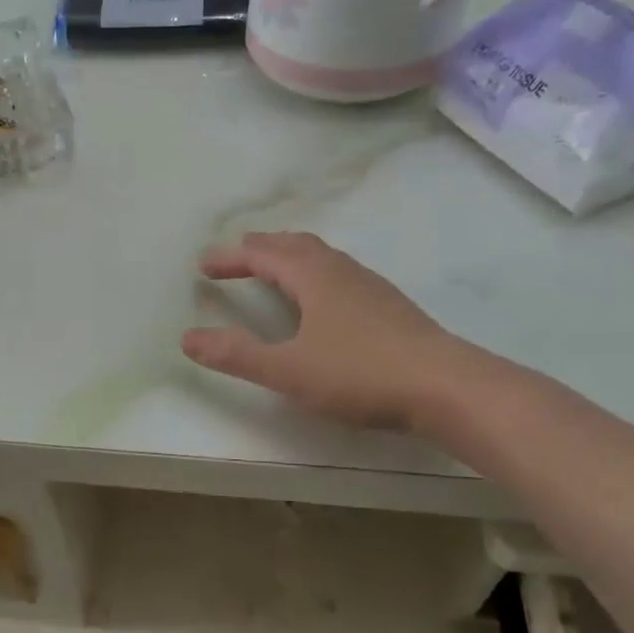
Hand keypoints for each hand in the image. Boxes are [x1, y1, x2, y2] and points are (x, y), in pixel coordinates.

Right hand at [182, 231, 466, 429]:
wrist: (446, 387)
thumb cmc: (360, 374)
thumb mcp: (289, 369)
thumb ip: (237, 354)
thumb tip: (187, 338)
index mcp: (313, 278)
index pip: (263, 255)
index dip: (231, 258)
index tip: (203, 263)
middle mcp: (341, 271)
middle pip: (295, 245)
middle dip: (262, 247)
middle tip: (238, 254)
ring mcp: (370, 286)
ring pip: (323, 257)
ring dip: (291, 256)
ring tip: (276, 269)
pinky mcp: (390, 306)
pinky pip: (341, 274)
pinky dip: (316, 273)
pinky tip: (324, 300)